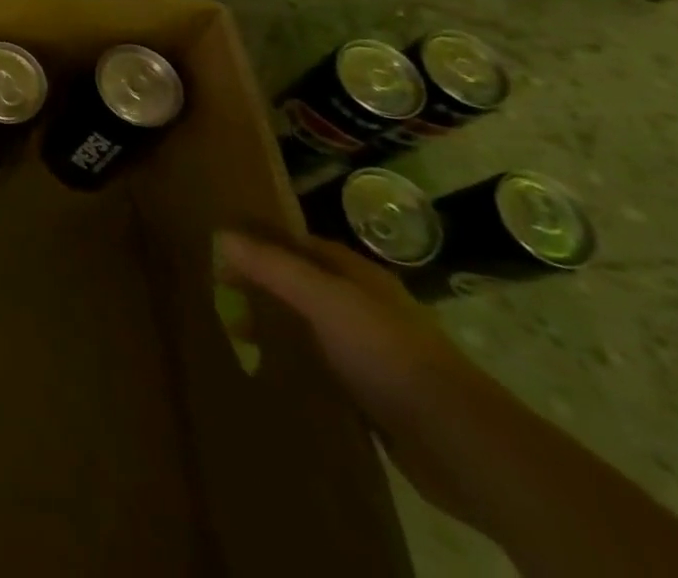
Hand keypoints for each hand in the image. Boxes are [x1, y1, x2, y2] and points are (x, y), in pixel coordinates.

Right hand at [216, 229, 502, 524]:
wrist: (460, 443)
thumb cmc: (389, 354)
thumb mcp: (324, 300)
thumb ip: (273, 267)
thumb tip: (221, 234)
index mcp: (358, 276)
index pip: (299, 244)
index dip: (260, 242)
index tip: (219, 249)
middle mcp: (365, 307)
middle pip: (302, 286)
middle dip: (263, 287)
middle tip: (217, 296)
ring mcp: (372, 354)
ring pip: (311, 329)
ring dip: (278, 330)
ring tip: (234, 336)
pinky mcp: (375, 398)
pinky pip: (323, 371)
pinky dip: (297, 368)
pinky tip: (272, 377)